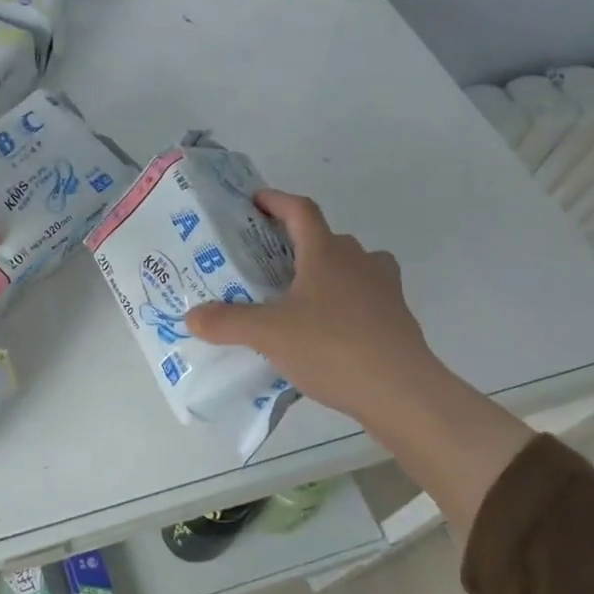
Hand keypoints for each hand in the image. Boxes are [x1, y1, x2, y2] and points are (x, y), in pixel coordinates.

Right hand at [187, 188, 532, 533]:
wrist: (401, 392)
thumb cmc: (332, 348)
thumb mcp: (268, 335)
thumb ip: (226, 322)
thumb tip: (191, 316)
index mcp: (327, 253)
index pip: (300, 211)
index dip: (276, 200)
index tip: (255, 200)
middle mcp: (359, 261)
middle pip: (326, 238)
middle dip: (296, 243)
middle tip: (266, 261)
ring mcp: (384, 289)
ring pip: (350, 267)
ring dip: (324, 272)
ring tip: (296, 296)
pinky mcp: (397, 318)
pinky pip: (363, 297)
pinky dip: (342, 303)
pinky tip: (324, 331)